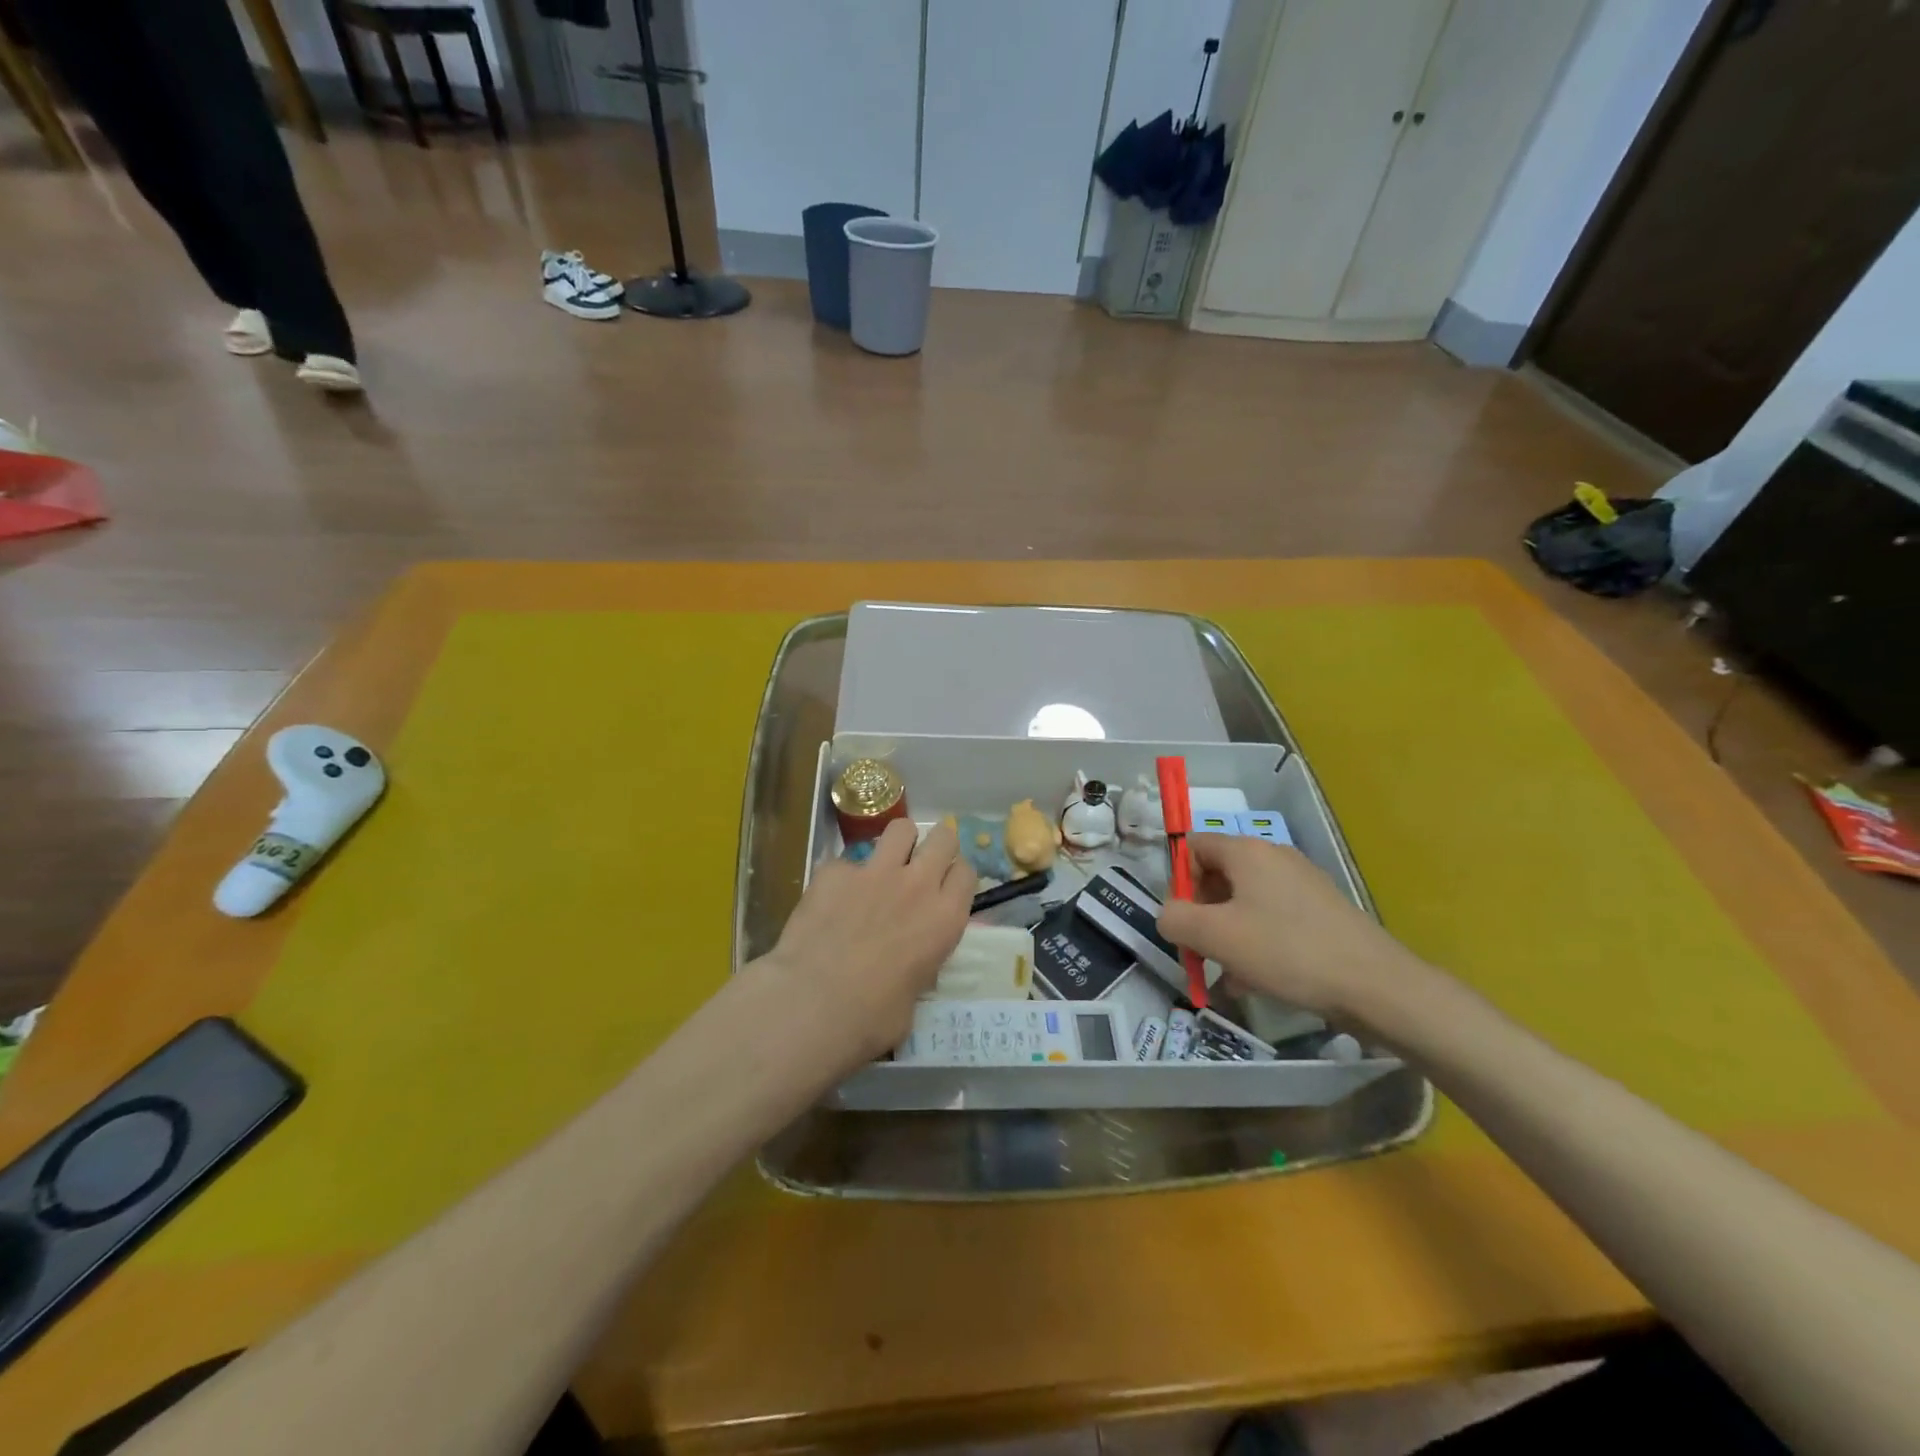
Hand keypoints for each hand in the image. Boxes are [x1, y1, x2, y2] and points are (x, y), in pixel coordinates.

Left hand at [759, 817, 973, 1071]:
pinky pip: (846, 861)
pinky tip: (830, 899)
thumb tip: (906, 970)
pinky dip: (842, 877)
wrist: (812, 1003)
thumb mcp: (913, 999)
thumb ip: (918, 968)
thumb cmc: (871, 1018)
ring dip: (897, 843)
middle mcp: (917, 885)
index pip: (966, 872)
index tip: (945, 886)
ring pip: (900, 828)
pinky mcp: (835, 871)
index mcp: (945, 918)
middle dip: (936, 844)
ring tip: (885, 863)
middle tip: (922, 863)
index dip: (955, 876)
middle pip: (943, 838)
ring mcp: (875, 871)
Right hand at [1157, 835, 1430, 1021]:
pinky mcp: (1321, 911)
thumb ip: (1175, 919)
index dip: (1178, 881)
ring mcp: (1302, 884)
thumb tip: (1169, 916)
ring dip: (1228, 936)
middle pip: (1218, 876)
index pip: (1194, 846)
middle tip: (1202, 952)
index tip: (1183, 921)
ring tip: (1229, 976)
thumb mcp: (1215, 936)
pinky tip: (1258, 981)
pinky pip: (1273, 919)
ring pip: (1245, 903)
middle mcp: (1275, 857)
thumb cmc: (1286, 951)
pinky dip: (1257, 943)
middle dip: (1203, 914)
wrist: (1376, 986)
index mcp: (1247, 851)